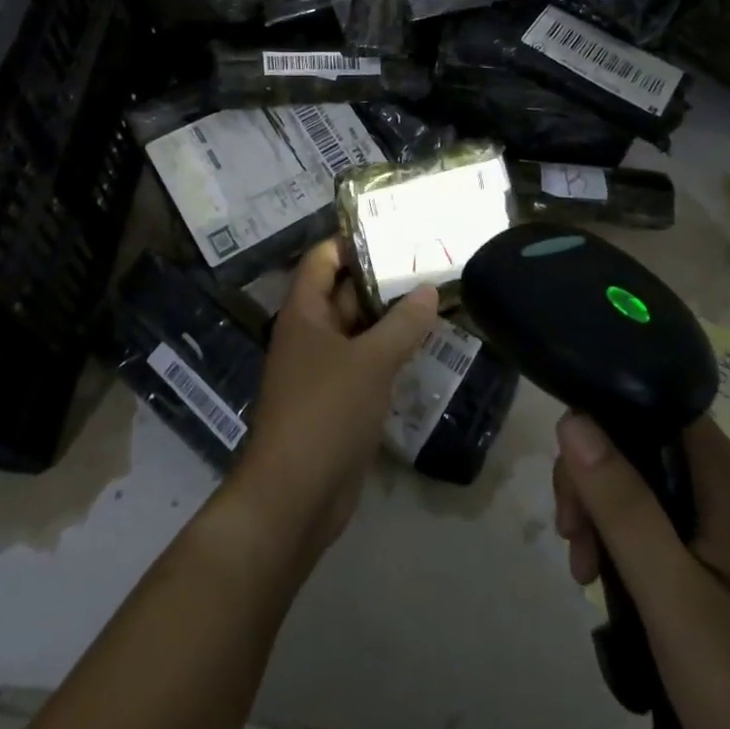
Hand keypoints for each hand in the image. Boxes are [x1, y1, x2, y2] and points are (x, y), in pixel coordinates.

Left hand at [229, 239, 437, 562]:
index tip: (394, 231)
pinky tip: (423, 347)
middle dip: (381, 279)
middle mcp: (310, 333)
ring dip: (389, 317)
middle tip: (428, 263)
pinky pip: (364, 363)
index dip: (353, 241)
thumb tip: (428, 289)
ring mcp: (322, 369)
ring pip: (358, 330)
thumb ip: (402, 324)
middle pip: (343, 292)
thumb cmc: (325, 413)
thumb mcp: (370, 362)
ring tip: (435, 298)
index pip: (324, 258)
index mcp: (304, 312)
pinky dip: (388, 352)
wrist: (294, 497)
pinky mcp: (336, 401)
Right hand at [553, 414, 729, 728]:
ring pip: (657, 495)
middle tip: (574, 548)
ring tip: (588, 579)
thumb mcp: (673, 597)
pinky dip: (640, 553)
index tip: (572, 489)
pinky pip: (677, 535)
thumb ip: (622, 504)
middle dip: (597, 486)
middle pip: (648, 450)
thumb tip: (572, 417)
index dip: (602, 428)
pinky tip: (623, 596)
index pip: (653, 407)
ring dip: (612, 524)